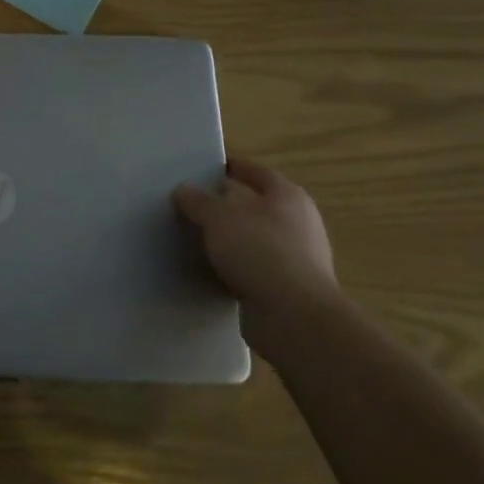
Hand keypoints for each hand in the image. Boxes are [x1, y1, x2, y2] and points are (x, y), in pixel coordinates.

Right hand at [173, 156, 336, 346]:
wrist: (294, 316)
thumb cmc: (259, 251)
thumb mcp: (217, 217)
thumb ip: (197, 201)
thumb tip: (184, 190)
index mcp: (287, 195)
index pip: (255, 171)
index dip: (230, 167)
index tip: (204, 170)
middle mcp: (299, 222)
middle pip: (257, 205)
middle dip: (228, 205)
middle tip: (195, 205)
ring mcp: (299, 257)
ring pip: (256, 238)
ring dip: (232, 239)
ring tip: (199, 239)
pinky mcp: (291, 288)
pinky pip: (257, 268)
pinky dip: (237, 267)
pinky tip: (214, 271)